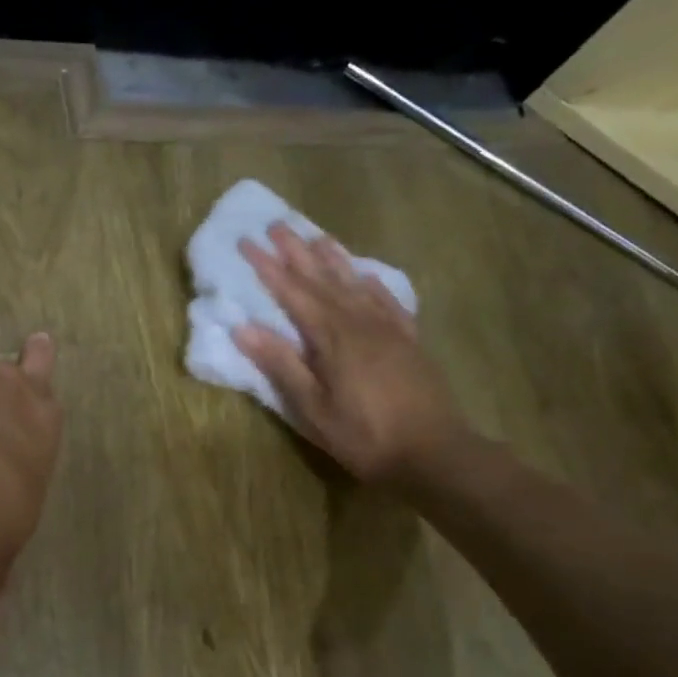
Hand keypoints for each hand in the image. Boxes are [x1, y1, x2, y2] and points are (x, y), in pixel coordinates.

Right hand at [233, 224, 466, 484]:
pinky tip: (365, 275)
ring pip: (355, 283)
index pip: (292, 293)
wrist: (434, 452)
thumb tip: (244, 328)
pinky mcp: (408, 340)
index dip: (268, 268)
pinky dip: (372, 284)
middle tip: (277, 224)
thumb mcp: (313, 407)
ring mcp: (388, 328)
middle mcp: (360, 322)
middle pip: (323, 279)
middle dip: (297, 252)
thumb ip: (281, 364)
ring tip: (317, 236)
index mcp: (332, 337)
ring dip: (333, 259)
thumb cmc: (364, 435)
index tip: (246, 242)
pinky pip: (387, 301)